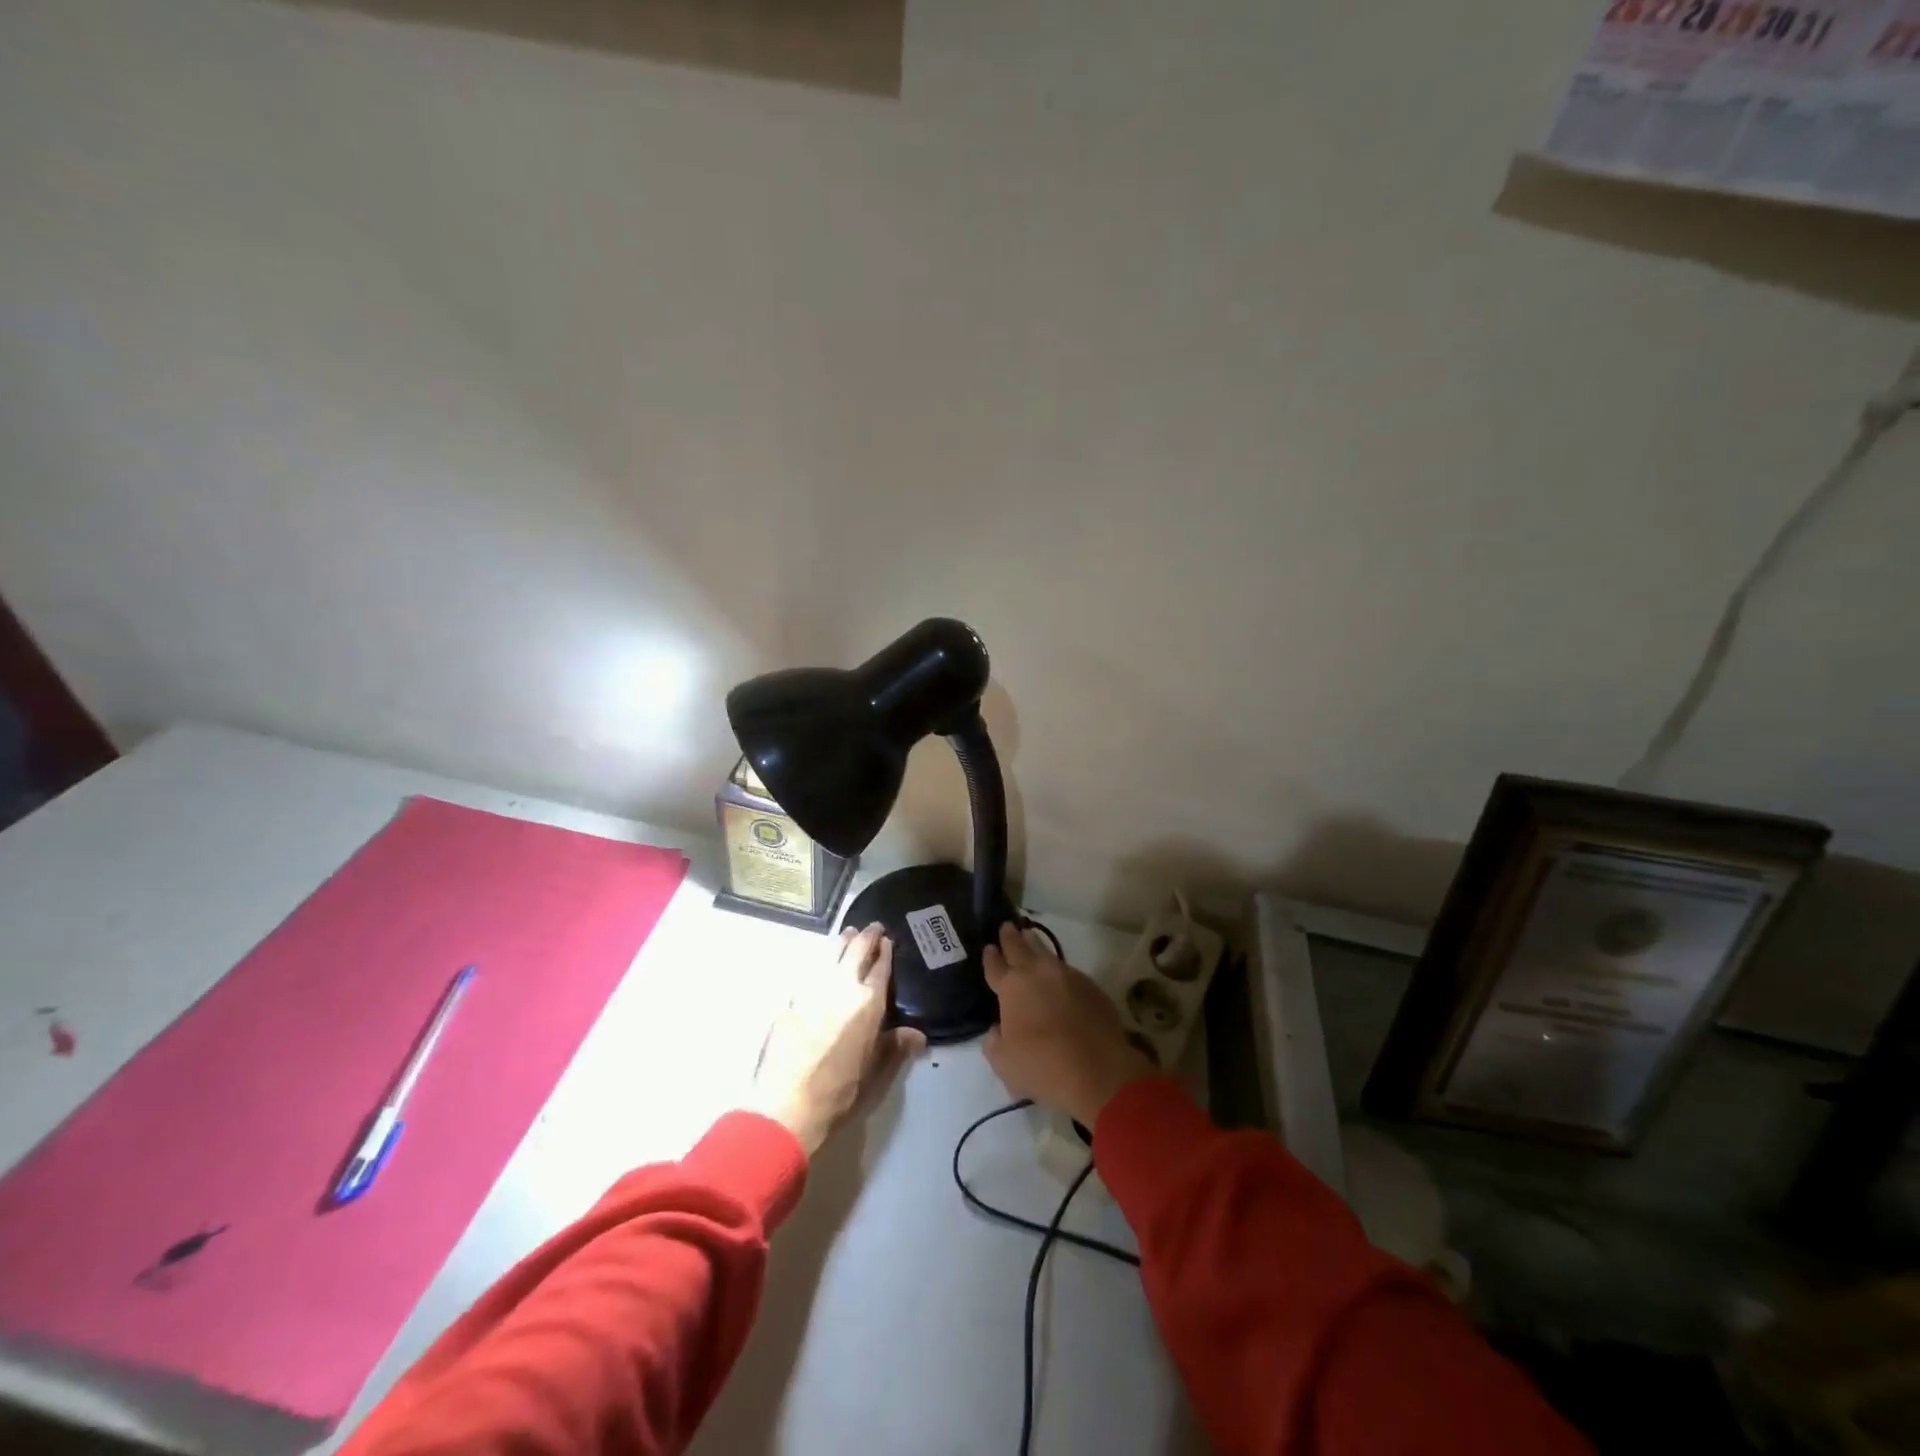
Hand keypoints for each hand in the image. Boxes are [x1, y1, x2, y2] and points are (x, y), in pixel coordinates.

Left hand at [747, 923, 925, 1156]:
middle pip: (855, 951)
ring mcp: (812, 990)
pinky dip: (817, 961)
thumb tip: (918, 1034)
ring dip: (841, 941)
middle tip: (872, 927)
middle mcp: (842, 988)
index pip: (880, 968)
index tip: (887, 940)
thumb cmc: (839, 1093)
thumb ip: (896, 1048)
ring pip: (829, 953)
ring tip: (847, 934)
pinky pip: (807, 970)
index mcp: (868, 1004)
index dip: (885, 951)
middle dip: (866, 936)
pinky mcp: (789, 999)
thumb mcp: (876, 1073)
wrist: (787, 1106)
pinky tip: (818, 961)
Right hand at [982, 923, 1156, 1129]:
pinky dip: (1058, 968)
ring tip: (1030, 935)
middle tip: (1007, 926)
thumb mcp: (1004, 1063)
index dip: (991, 957)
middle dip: (1011, 938)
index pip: (996, 966)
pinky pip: (1068, 970)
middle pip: (1020, 948)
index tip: (989, 947)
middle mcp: (1038, 974)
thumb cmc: (1043, 1066)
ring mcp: (1067, 976)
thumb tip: (997, 1029)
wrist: (1098, 1069)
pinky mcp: (1090, 986)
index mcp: (1011, 988)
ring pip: (1046, 953)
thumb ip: (994, 1042)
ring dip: (1035, 944)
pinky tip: (1057, 973)